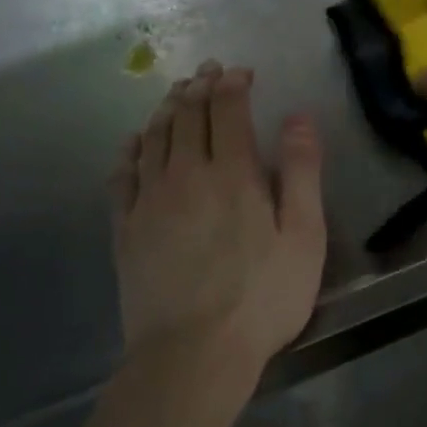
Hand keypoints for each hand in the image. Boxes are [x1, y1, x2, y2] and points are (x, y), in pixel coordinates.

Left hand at [109, 62, 325, 386]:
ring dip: (167, 109)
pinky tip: (135, 141)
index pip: (227, 111)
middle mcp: (185, 175)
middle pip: (187, 117)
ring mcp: (149, 201)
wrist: (192, 354)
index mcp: (233, 173)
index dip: (233, 85)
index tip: (240, 72)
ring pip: (154, 138)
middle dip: (200, 88)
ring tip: (177, 93)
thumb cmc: (262, 296)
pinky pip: (122, 175)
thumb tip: (298, 117)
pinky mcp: (125, 228)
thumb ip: (302, 172)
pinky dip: (131, 149)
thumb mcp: (304, 235)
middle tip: (209, 71)